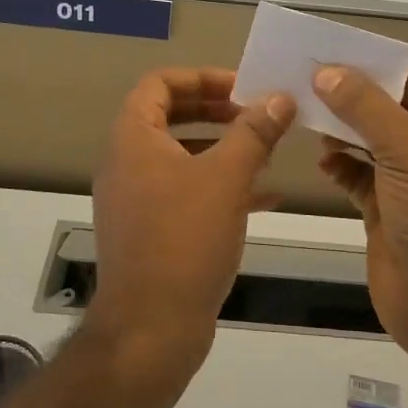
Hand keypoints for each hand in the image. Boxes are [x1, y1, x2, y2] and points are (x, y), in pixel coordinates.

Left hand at [89, 69, 294, 365]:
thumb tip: (280, 97)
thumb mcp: (226, 178)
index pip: (159, 84)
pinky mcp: (151, 231)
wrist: (150, 329)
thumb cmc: (184, 240)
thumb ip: (254, 132)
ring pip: (182, 156)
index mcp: (133, 139)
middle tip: (256, 113)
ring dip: (223, 148)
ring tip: (267, 151)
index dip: (201, 77)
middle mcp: (127, 163)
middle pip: (170, 116)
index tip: (242, 87)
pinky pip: (186, 192)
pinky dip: (220, 186)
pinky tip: (265, 197)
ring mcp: (136, 199)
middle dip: (216, 111)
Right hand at [314, 64, 407, 377]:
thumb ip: (365, 107)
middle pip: (388, 108)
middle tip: (300, 76)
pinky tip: (321, 161)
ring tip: (301, 111)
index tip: (326, 49)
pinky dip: (340, 165)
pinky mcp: (387, 211)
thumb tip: (326, 71)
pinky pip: (359, 175)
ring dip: (340, 129)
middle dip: (349, 95)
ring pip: (369, 141)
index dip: (374, 63)